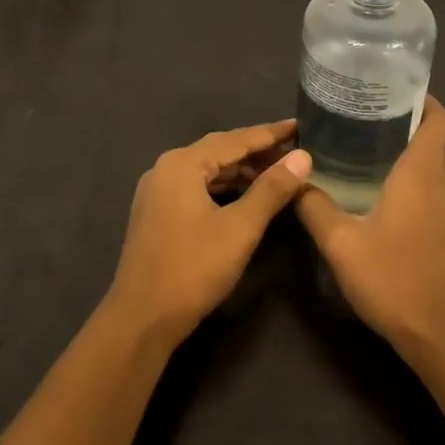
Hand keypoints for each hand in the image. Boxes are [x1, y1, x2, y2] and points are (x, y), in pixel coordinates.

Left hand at [109, 121, 311, 340]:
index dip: (270, 133)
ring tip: (277, 173)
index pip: (234, 139)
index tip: (300, 126)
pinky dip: (224, 188)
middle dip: (256, 152)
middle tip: (294, 152)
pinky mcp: (157, 213)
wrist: (142, 317)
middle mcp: (165, 169)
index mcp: (182, 164)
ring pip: (207, 171)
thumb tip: (302, 157)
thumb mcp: (240, 228)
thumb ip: (271, 189)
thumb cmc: (193, 268)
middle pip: (219, 151)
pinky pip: (196, 188)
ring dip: (241, 171)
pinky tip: (245, 196)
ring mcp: (157, 192)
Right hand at [294, 99, 444, 359]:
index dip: (424, 100)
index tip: (392, 93)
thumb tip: (294, 180)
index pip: (440, 119)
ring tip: (371, 156)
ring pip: (439, 169)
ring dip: (413, 157)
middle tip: (366, 123)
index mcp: (424, 173)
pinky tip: (387, 201)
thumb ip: (314, 207)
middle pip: (438, 141)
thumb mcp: (341, 244)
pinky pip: (440, 194)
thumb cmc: (395, 279)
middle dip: (408, 126)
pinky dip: (419, 185)